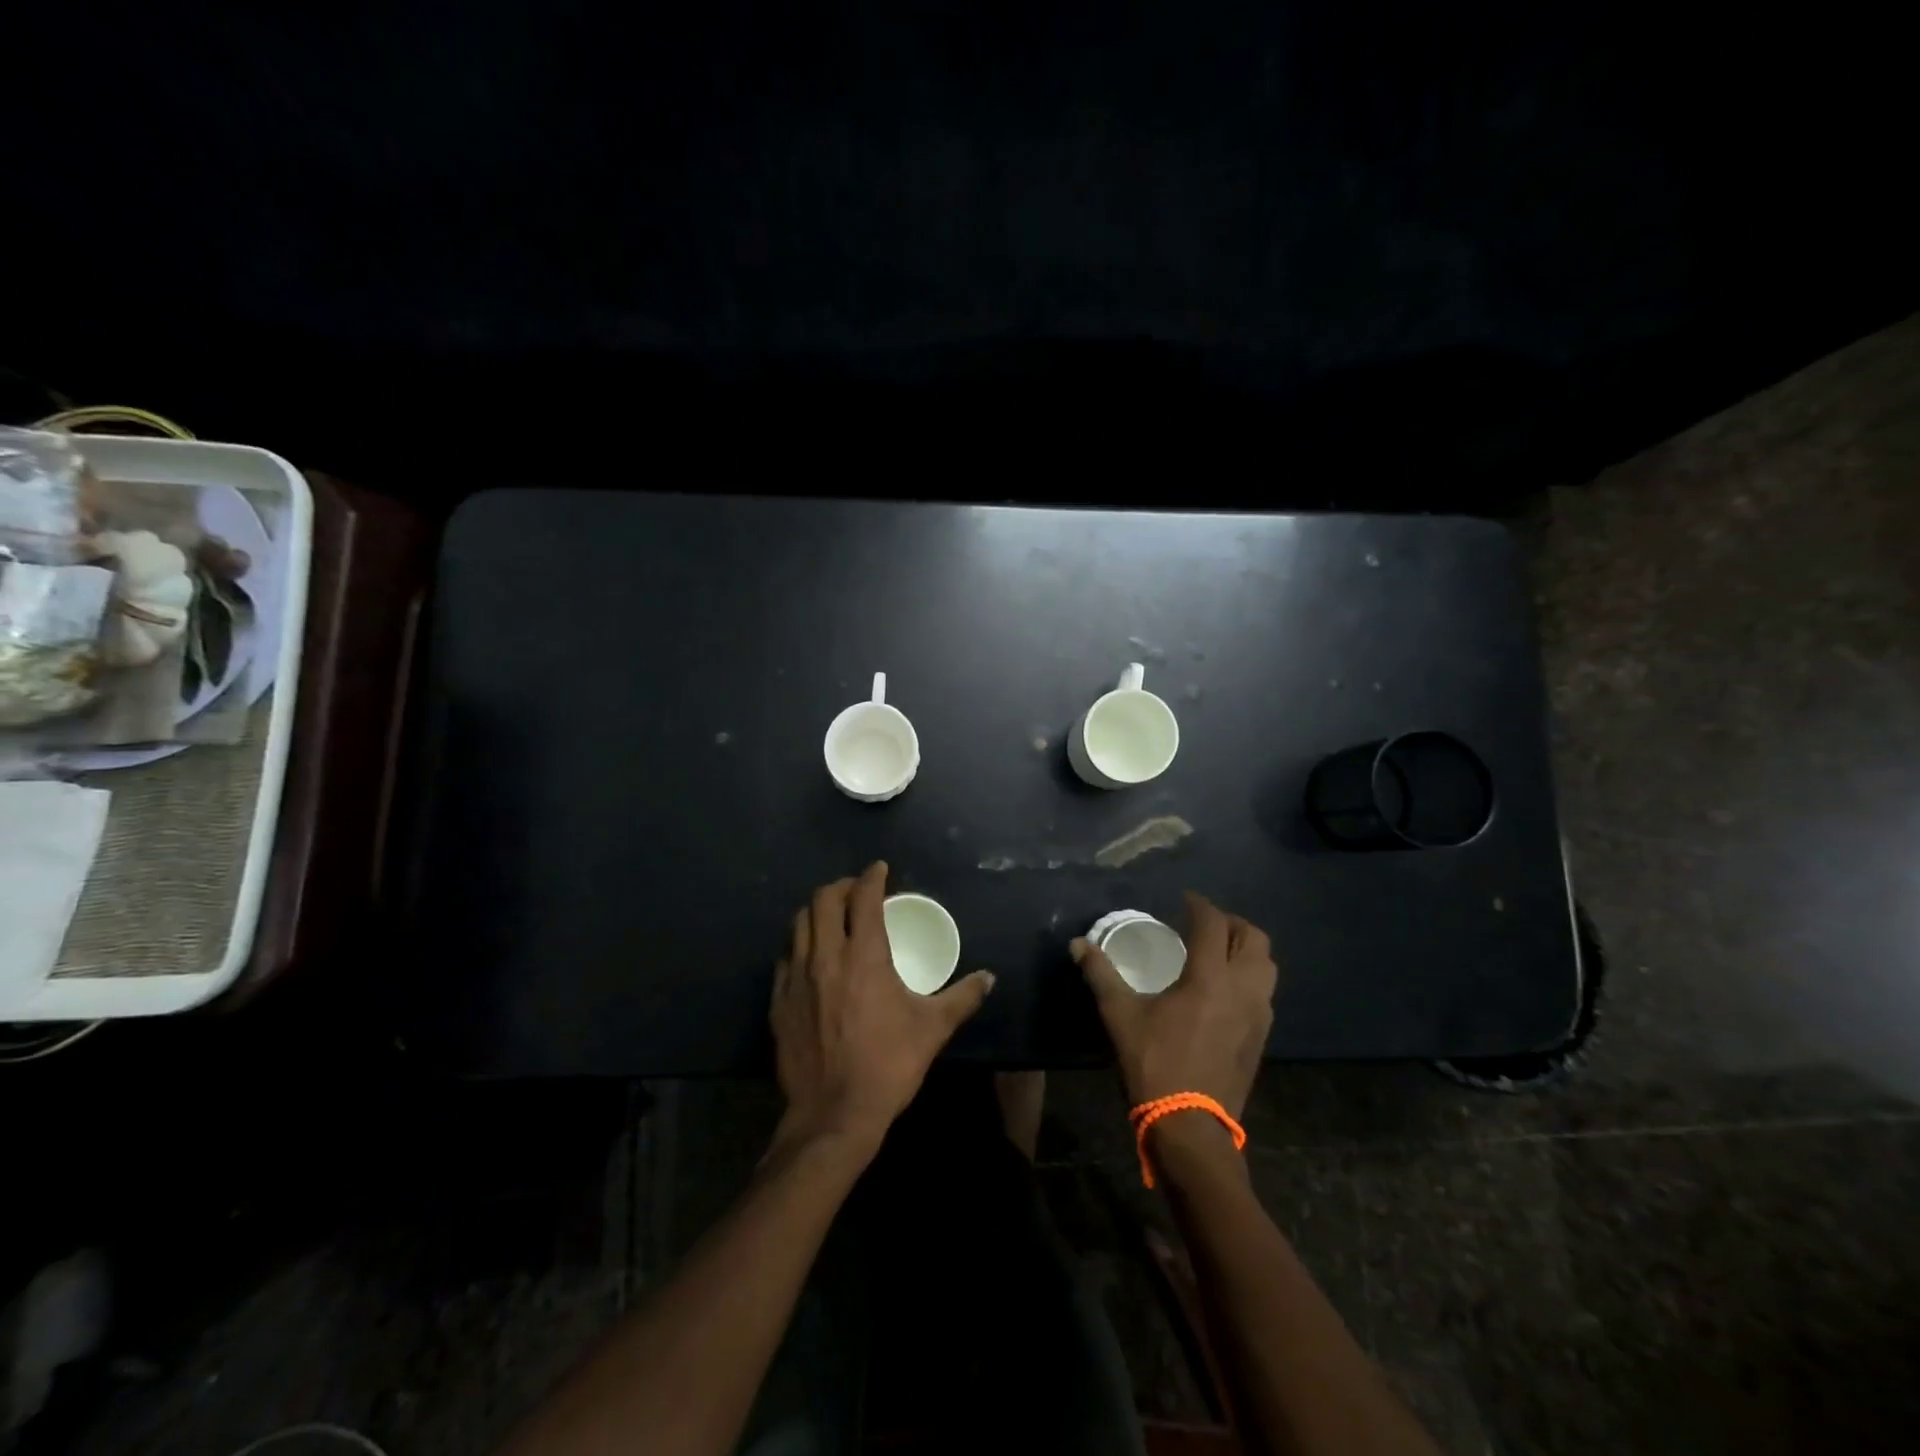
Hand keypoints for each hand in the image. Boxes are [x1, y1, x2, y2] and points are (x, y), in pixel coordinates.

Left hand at [771, 862, 995, 1151]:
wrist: (834, 1115)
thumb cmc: (888, 1065)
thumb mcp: (933, 1029)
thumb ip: (962, 997)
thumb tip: (989, 979)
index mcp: (865, 955)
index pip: (864, 897)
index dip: (872, 877)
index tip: (880, 870)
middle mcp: (826, 956)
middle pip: (823, 899)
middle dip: (841, 886)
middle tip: (856, 891)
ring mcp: (797, 978)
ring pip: (799, 924)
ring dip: (817, 911)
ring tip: (833, 916)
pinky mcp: (779, 1001)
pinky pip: (785, 957)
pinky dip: (799, 945)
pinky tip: (811, 957)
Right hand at [1073, 892, 1276, 1119]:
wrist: (1190, 1127)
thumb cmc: (1154, 1064)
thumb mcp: (1119, 1015)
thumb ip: (1100, 974)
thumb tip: (1077, 944)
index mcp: (1209, 978)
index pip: (1213, 924)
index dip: (1199, 905)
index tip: (1184, 900)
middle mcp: (1242, 990)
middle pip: (1254, 939)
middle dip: (1231, 923)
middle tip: (1205, 924)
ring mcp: (1258, 1016)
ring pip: (1267, 967)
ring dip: (1246, 950)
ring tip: (1219, 953)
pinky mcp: (1262, 1039)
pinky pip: (1265, 994)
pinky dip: (1250, 978)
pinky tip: (1225, 990)